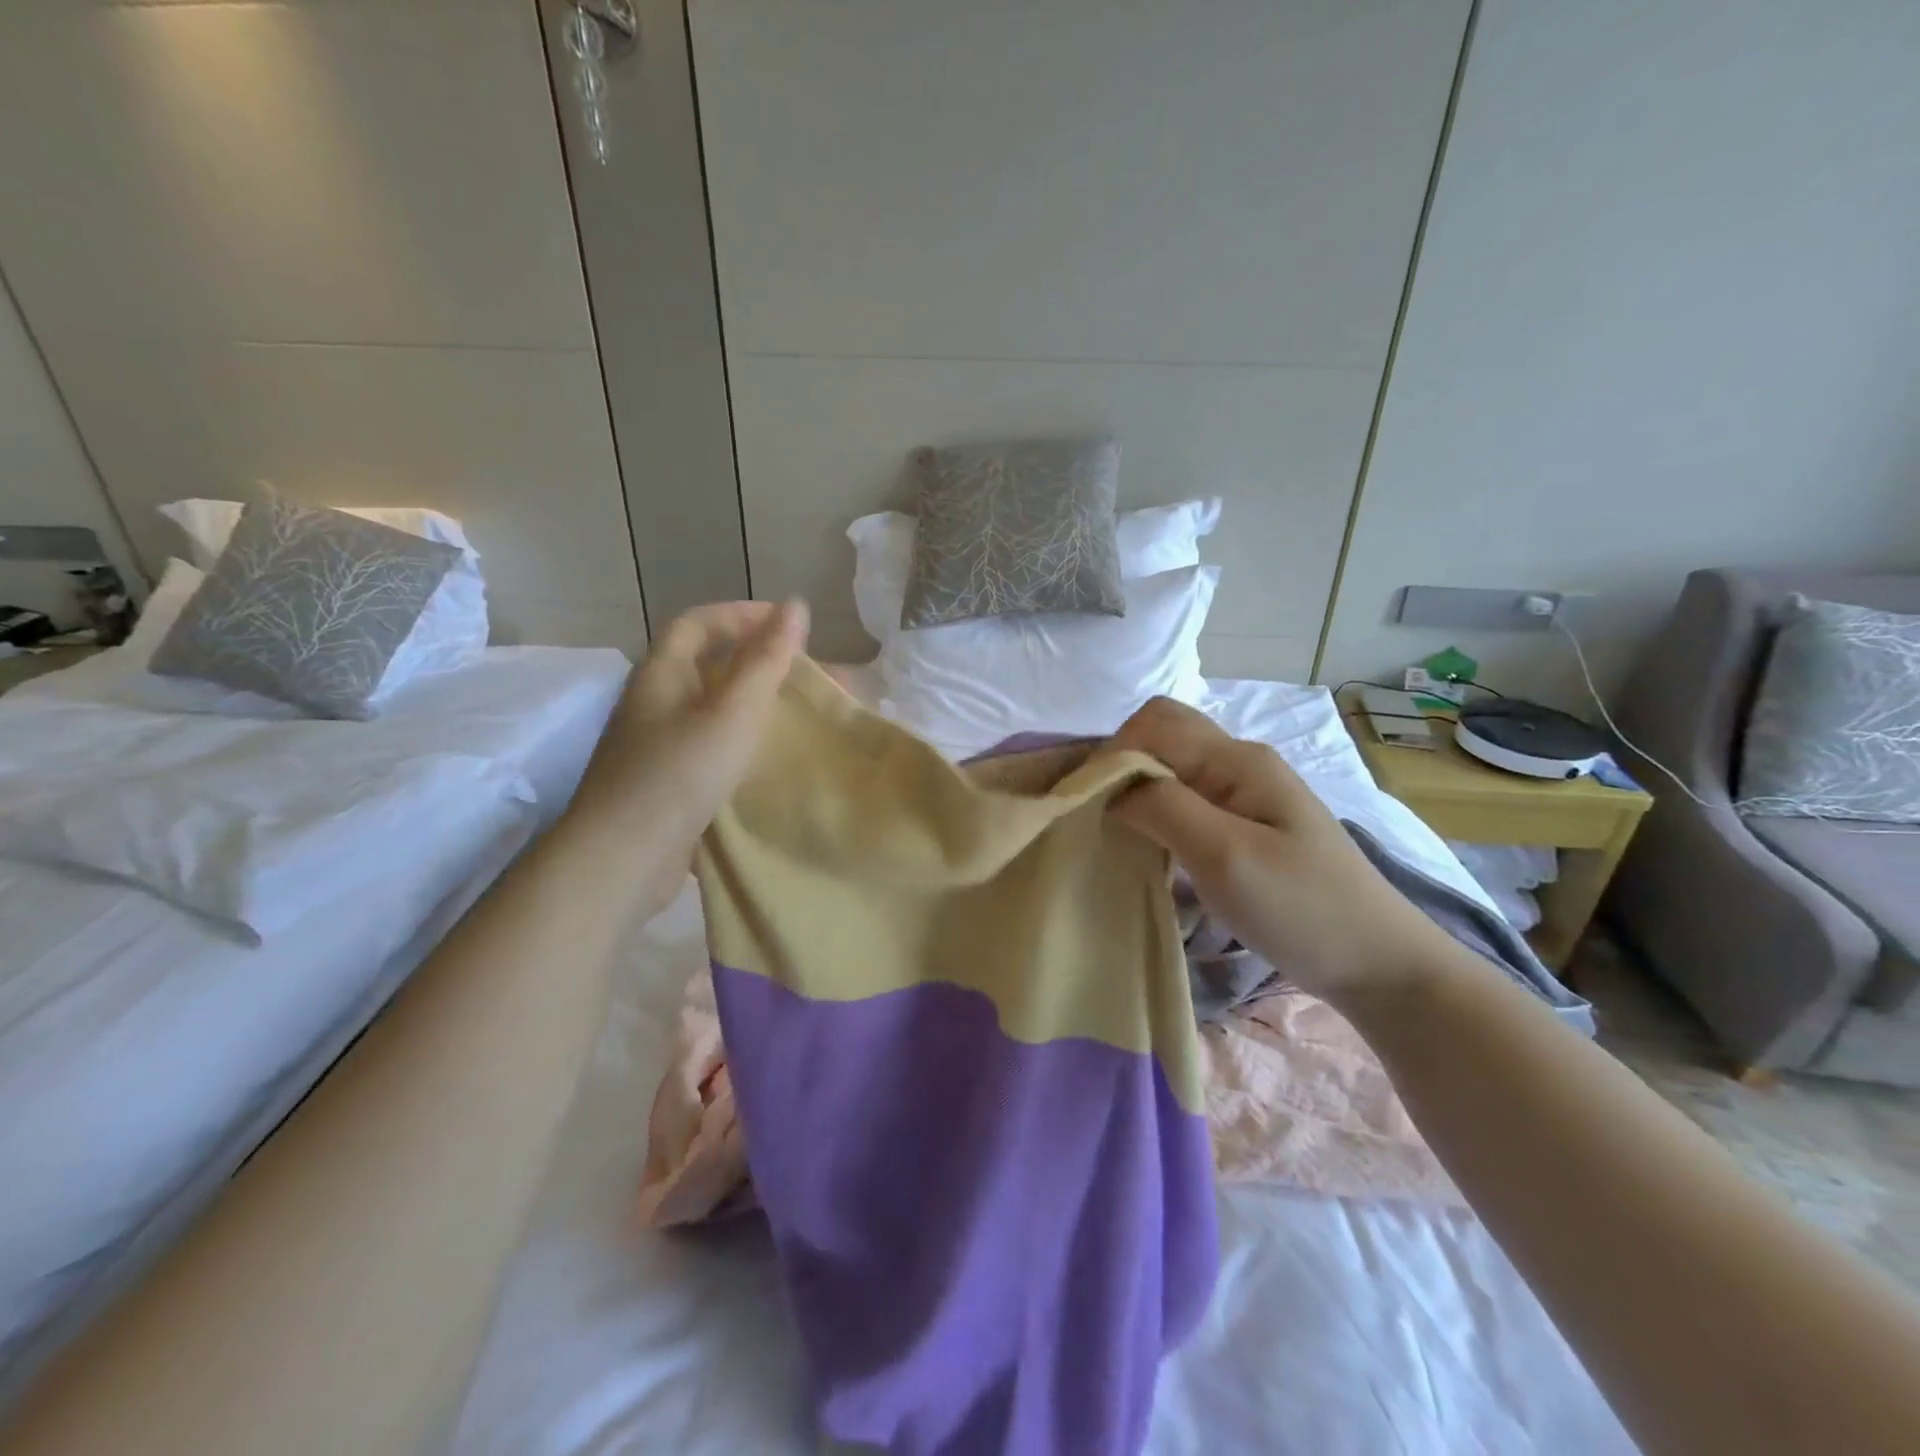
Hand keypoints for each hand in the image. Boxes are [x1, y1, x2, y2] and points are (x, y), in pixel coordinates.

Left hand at [569, 599, 808, 909]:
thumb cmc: (679, 773)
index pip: (699, 622)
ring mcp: (658, 744)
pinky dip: (745, 742)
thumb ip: (766, 660)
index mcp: (662, 673)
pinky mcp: (668, 782)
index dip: (743, 615)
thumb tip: (796, 605)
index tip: (789, 625)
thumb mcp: (732, 711)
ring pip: (715, 709)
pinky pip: (713, 746)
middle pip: (710, 665)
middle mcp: (655, 702)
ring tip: (803, 716)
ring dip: (757, 705)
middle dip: (761, 663)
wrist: (624, 857)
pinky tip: (774, 759)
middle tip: (809, 676)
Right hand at [1109, 696, 1461, 1004]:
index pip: (1153, 725)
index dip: (1112, 755)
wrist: (1378, 965)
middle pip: (1161, 734)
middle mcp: (1239, 762)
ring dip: (1136, 787)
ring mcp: (1245, 792)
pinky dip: (1155, 809)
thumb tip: (1111, 786)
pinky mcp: (1245, 822)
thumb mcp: (1225, 856)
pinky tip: (1149, 844)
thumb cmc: (1302, 909)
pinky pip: (1185, 796)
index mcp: (1237, 760)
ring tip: (1114, 831)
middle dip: (1120, 764)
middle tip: (1098, 815)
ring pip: (1171, 765)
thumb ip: (1163, 807)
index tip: (1088, 805)